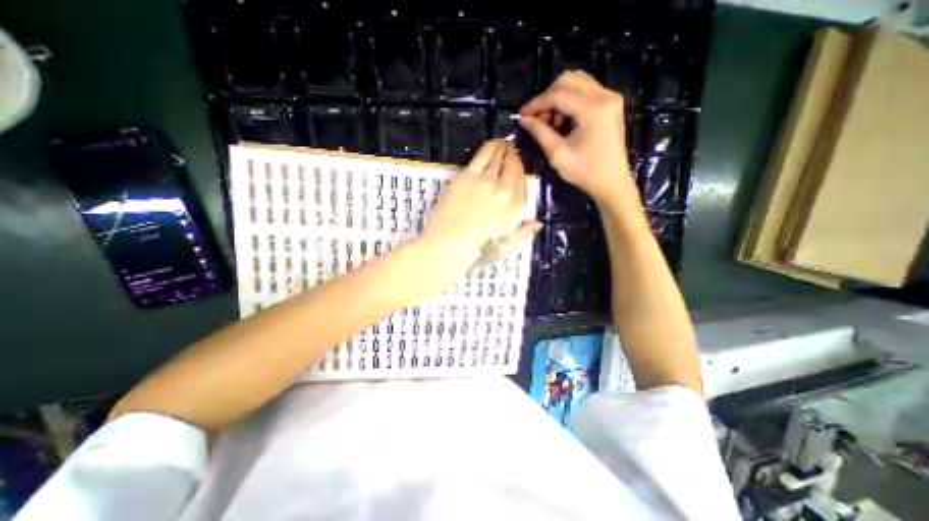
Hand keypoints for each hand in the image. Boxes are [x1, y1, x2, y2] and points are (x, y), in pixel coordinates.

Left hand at [418, 140, 542, 279]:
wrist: (449, 246)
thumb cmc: (475, 251)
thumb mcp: (504, 247)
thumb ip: (522, 233)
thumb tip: (537, 224)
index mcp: (515, 211)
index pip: (523, 184)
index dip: (521, 171)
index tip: (518, 164)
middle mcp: (505, 193)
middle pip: (514, 168)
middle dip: (514, 156)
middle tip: (512, 149)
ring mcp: (487, 182)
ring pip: (500, 159)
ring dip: (504, 148)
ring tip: (504, 143)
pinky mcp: (468, 177)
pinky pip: (483, 155)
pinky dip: (490, 147)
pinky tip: (492, 143)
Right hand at [520, 69, 642, 211]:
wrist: (612, 182)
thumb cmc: (585, 172)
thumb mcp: (558, 154)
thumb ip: (540, 132)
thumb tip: (523, 119)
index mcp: (593, 108)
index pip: (558, 93)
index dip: (536, 103)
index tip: (521, 115)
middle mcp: (604, 95)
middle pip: (568, 80)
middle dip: (548, 97)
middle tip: (538, 119)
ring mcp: (610, 98)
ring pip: (577, 83)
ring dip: (558, 98)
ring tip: (551, 123)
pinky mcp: (610, 104)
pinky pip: (585, 91)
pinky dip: (569, 102)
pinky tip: (563, 121)